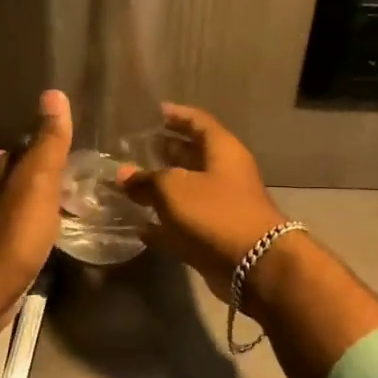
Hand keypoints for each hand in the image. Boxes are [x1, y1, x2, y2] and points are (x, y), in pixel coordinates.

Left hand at [0, 89, 72, 331]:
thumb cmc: (11, 234)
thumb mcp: (36, 182)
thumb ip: (48, 144)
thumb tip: (53, 93)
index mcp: (2, 176)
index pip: (23, 149)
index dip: (46, 144)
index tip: (74, 144)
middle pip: (22, 180)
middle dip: (47, 175)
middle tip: (84, 176)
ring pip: (24, 209)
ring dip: (45, 205)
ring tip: (78, 204)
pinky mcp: (3, 261)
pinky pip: (27, 237)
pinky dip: (42, 233)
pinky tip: (58, 238)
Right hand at [118, 103, 287, 299]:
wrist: (254, 266)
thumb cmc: (216, 213)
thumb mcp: (174, 188)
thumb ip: (146, 179)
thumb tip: (123, 174)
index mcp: (222, 150)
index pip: (198, 122)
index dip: (176, 115)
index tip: (154, 112)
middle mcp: (224, 174)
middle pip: (192, 156)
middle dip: (165, 151)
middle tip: (134, 149)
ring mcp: (221, 207)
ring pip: (186, 192)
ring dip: (160, 189)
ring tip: (129, 185)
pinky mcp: (214, 236)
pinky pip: (184, 224)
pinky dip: (164, 224)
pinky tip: (138, 225)